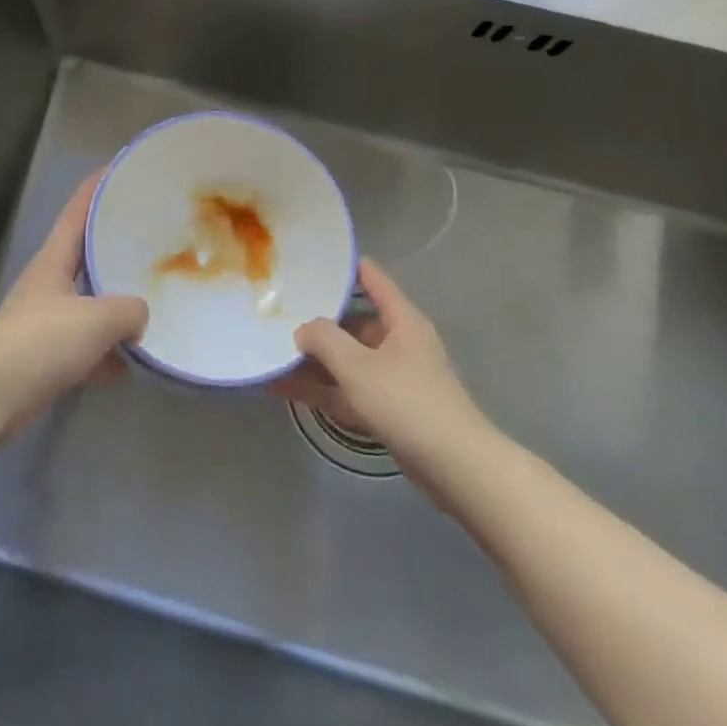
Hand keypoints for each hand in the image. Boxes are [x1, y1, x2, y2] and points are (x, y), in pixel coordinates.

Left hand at [0, 171, 148, 443]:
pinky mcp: (48, 357)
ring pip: (92, 302)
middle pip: (88, 253)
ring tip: (156, 298)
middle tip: (156, 235)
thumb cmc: (40, 341)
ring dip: (118, 305)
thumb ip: (129, 310)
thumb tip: (141, 316)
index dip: (100, 184)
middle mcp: (50, 283)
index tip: (125, 167)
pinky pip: (89, 348)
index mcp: (55, 259)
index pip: (79, 208)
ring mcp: (48, 320)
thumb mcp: (96, 318)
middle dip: (118, 244)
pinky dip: (109, 353)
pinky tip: (135, 362)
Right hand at [273, 258, 483, 485]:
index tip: (309, 258)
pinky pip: (346, 389)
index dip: (343, 265)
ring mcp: (392, 377)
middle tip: (277, 311)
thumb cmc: (408, 402)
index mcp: (401, 320)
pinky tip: (283, 388)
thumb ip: (324, 339)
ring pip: (346, 359)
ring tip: (271, 350)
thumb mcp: (358, 366)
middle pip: (352, 322)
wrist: (455, 467)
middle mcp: (398, 342)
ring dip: (313, 359)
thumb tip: (302, 328)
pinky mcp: (386, 408)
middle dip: (317, 320)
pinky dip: (320, 388)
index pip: (371, 278)